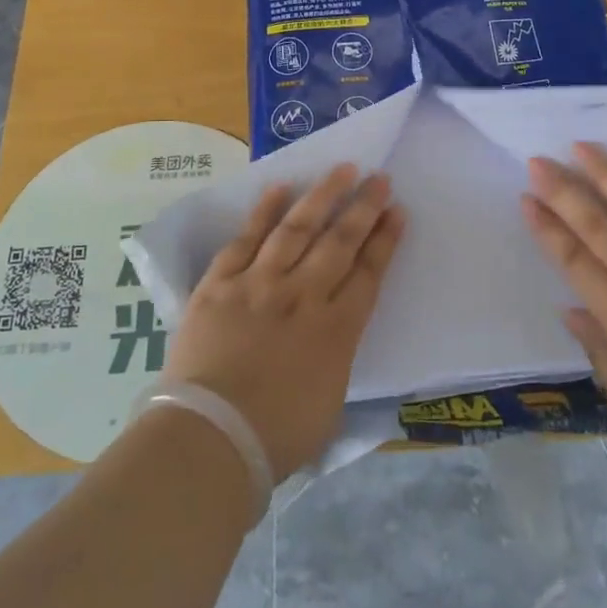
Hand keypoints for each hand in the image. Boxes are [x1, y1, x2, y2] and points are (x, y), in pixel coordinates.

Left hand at [164, 165, 403, 479]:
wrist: (210, 437)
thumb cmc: (275, 437)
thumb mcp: (329, 406)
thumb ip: (335, 362)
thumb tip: (333, 342)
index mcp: (336, 330)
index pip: (368, 274)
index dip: (384, 240)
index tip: (396, 211)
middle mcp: (303, 296)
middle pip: (339, 242)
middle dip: (363, 207)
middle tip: (379, 178)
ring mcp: (259, 284)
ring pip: (297, 229)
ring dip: (322, 197)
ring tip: (342, 170)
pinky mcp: (220, 284)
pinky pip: (246, 239)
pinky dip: (263, 212)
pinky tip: (279, 188)